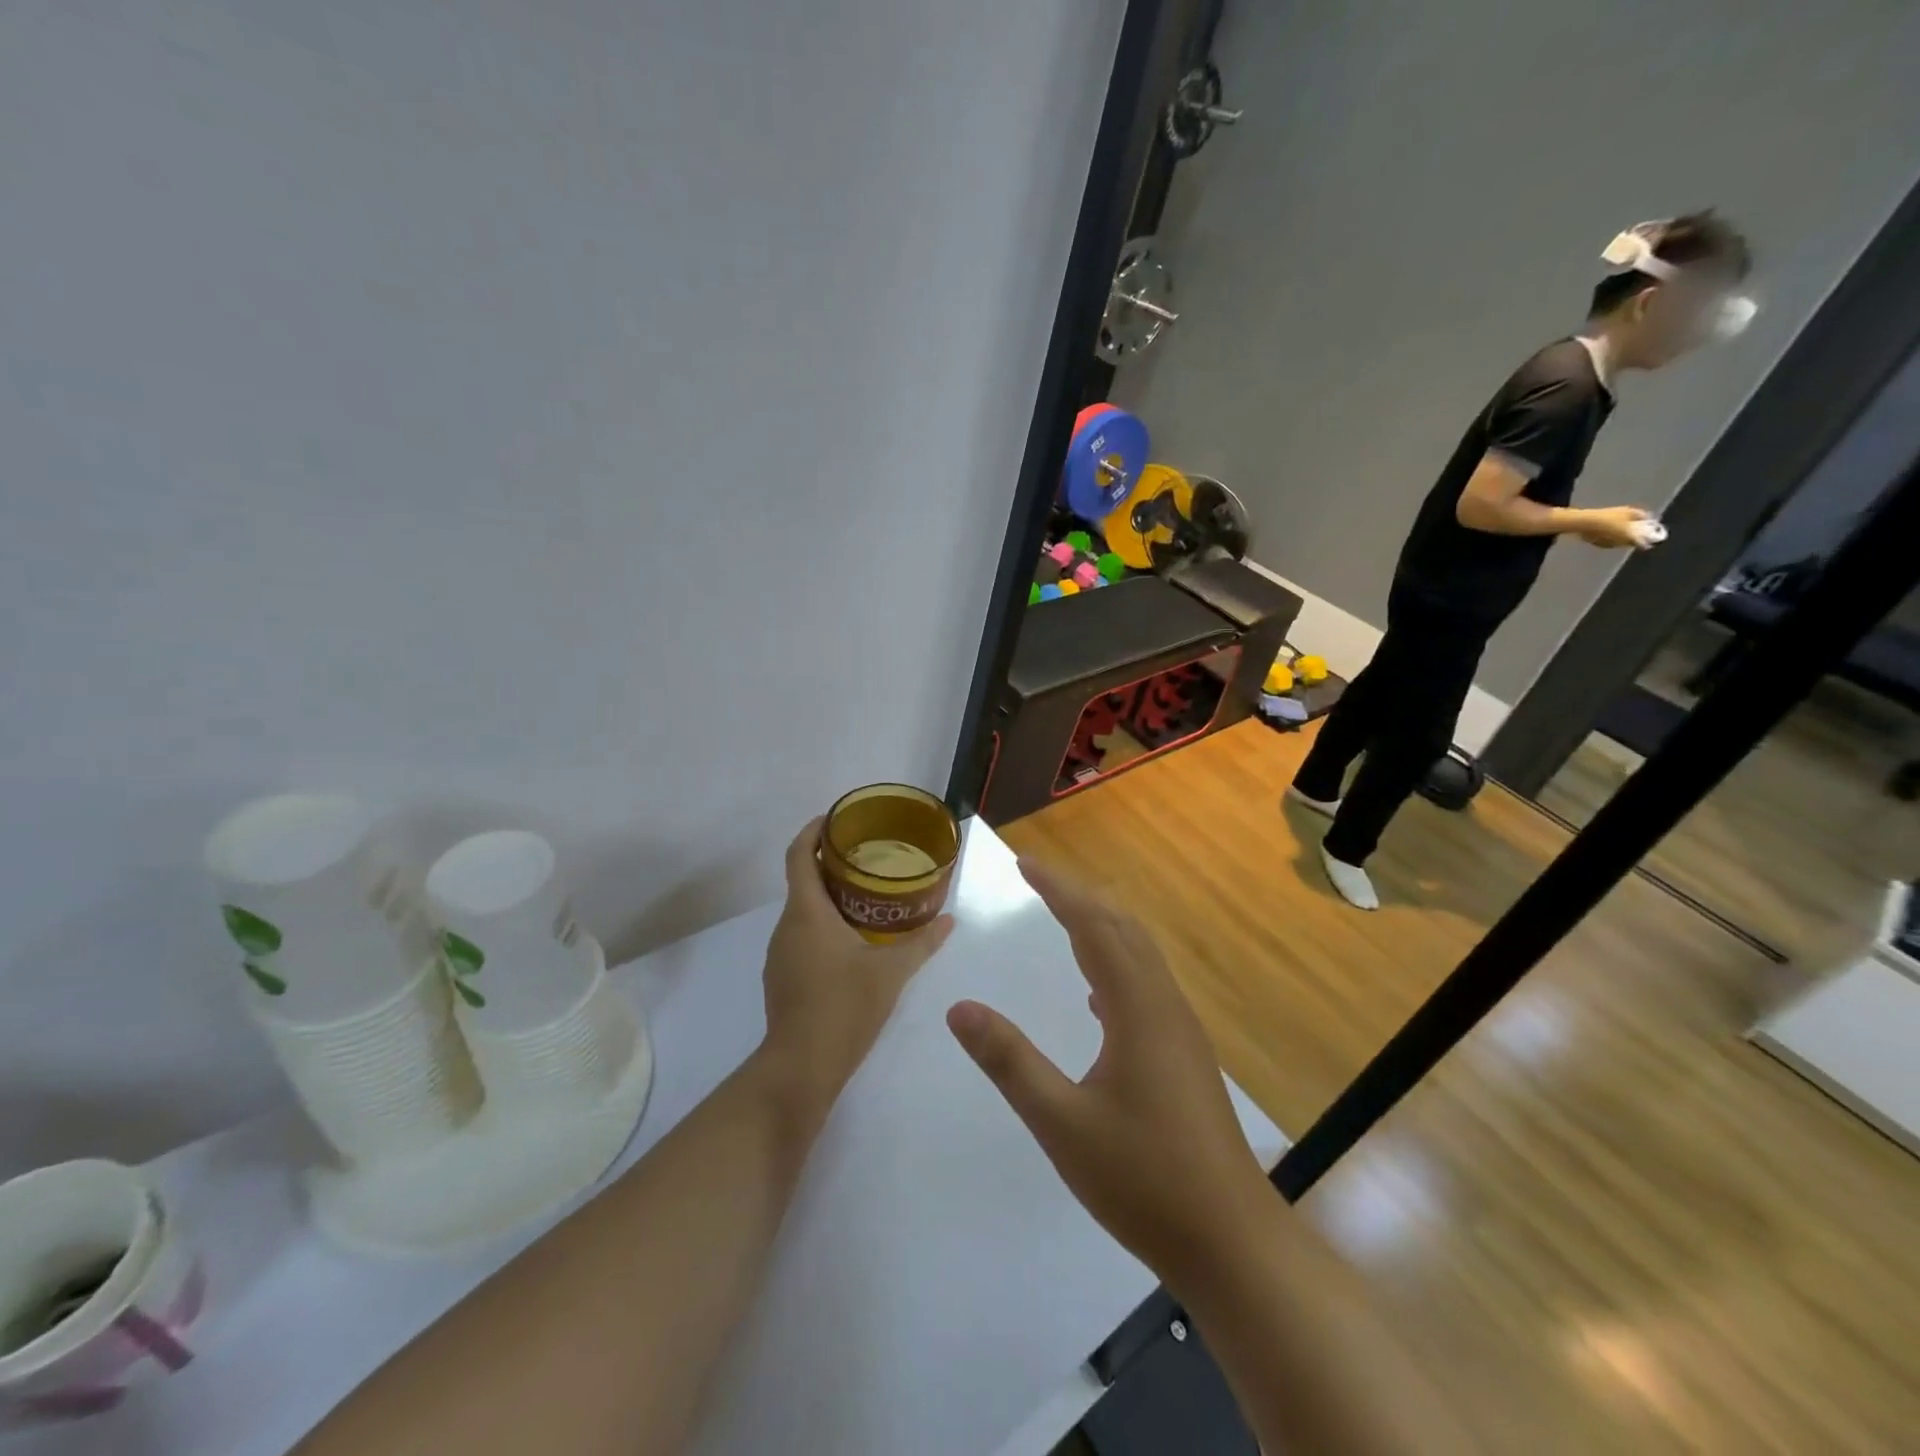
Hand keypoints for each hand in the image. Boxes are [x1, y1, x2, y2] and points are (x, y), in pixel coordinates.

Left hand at [759, 819, 954, 1119]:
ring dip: (828, 898)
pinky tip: (851, 942)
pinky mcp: (782, 978)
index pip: (798, 854)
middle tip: (869, 859)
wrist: (801, 1068)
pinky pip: (801, 936)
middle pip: (802, 880)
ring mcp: (779, 954)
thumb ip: (922, 942)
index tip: (836, 819)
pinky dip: (822, 926)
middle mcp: (786, 926)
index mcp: (806, 912)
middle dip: (830, 864)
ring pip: (802, 911)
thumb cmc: (844, 1007)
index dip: (813, 830)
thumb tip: (950, 920)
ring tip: (866, 897)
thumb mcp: (892, 972)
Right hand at [946, 861, 1268, 1290]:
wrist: (1231, 1242)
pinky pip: (1146, 987)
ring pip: (1140, 956)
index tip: (1025, 864)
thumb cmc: (1143, 1180)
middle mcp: (1164, 1006)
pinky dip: (1116, 966)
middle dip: (1079, 897)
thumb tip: (960, 1007)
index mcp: (1138, 1008)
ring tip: (1063, 918)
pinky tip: (1097, 995)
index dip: (1058, 890)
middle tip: (1038, 878)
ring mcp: (1180, 1031)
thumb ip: (1010, 1061)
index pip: (1094, 927)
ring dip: (1101, 927)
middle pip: (1122, 929)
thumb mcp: (1061, 1123)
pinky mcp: (1185, 1056)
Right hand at [1574, 504, 1650, 548]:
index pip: (1644, 545)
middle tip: (1633, 529)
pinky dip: (1611, 539)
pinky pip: (1609, 543)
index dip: (1648, 541)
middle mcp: (1621, 545)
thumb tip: (1647, 518)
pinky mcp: (1597, 545)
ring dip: (1622, 539)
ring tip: (1620, 529)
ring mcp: (1608, 546)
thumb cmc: (1609, 516)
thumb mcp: (1628, 511)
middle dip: (1634, 538)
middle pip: (1631, 544)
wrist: (1585, 523)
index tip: (1650, 536)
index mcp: (1631, 538)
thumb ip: (1640, 516)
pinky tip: (1607, 531)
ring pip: (1619, 544)